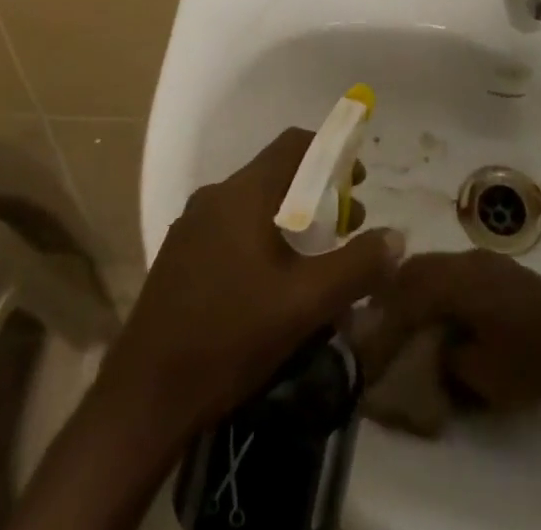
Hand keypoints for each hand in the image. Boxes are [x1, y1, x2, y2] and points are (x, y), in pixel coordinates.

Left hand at [99, 128, 403, 438]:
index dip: (331, 152)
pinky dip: (262, 239)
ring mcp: (192, 226)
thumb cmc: (229, 338)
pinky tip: (272, 286)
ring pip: (253, 205)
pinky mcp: (180, 256)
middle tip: (345, 229)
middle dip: (316, 193)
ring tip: (315, 262)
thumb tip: (397, 237)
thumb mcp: (304, 305)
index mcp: (243, 193)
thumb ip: (356, 267)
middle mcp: (215, 196)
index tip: (357, 181)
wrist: (143, 397)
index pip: (294, 144)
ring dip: (290, 220)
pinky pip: (232, 229)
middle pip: (275, 175)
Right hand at [351, 251, 540, 411]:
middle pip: (416, 267)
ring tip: (406, 313)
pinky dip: (438, 282)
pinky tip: (442, 306)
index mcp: (455, 282)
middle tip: (379, 318)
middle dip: (394, 290)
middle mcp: (464, 260)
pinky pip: (454, 267)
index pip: (406, 294)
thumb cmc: (531, 357)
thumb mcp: (482, 375)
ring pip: (436, 263)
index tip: (369, 337)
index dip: (385, 318)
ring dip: (416, 284)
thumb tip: (431, 349)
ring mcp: (483, 259)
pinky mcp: (499, 267)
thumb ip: (447, 358)